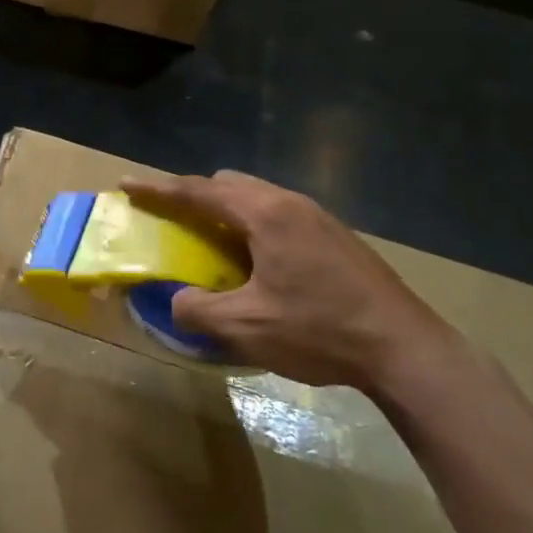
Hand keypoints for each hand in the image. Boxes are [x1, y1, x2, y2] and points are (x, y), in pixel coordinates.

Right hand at [125, 172, 456, 392]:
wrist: (405, 348)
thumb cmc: (320, 330)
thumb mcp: (246, 327)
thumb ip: (197, 310)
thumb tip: (177, 302)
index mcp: (265, 214)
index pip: (198, 191)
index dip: (158, 189)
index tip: (127, 185)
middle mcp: (290, 203)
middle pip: (229, 184)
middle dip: (193, 196)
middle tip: (171, 219)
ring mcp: (318, 217)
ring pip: (257, 198)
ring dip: (226, 213)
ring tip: (211, 244)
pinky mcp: (336, 237)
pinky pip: (278, 216)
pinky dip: (252, 227)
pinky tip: (257, 264)